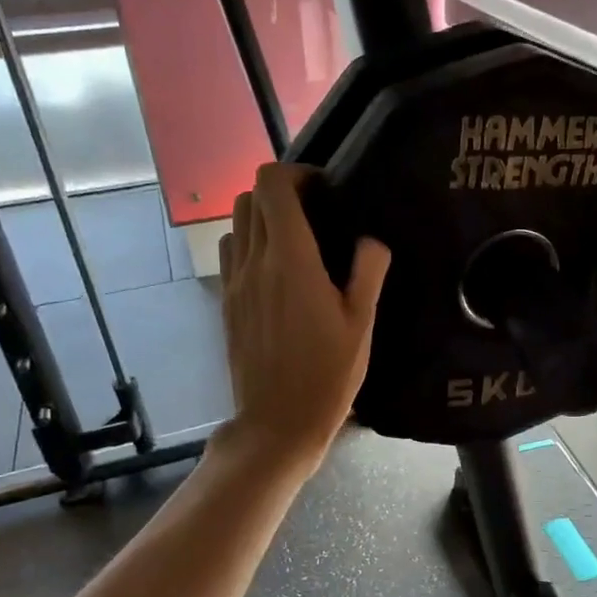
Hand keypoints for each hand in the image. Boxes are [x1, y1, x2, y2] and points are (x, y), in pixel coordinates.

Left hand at [218, 163, 389, 471]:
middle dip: (280, 193)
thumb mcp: (361, 325)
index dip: (297, 174)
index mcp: (291, 260)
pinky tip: (274, 270)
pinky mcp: (226, 302)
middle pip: (249, 197)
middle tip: (314, 214)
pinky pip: (230, 253)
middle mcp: (254, 262)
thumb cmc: (327, 375)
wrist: (277, 422)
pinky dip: (248, 244)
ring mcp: (234, 282)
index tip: (324, 191)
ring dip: (262, 218)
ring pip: (235, 223)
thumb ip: (368, 272)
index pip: (272, 185)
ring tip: (294, 241)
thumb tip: (370, 240)